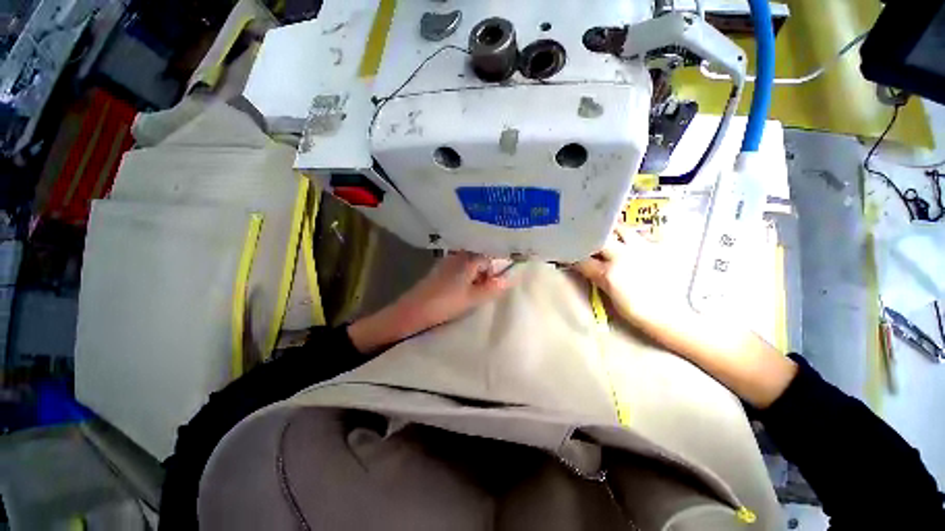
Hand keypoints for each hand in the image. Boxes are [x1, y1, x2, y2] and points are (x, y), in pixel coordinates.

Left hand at [348, 252, 512, 353]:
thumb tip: (509, 279)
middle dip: (487, 271)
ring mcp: (447, 261)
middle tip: (489, 287)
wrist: (413, 310)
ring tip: (477, 291)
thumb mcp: (473, 298)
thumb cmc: (446, 303)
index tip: (499, 281)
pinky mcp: (439, 270)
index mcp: (468, 259)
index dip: (496, 268)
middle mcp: (458, 255)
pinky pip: (459, 268)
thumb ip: (493, 288)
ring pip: (469, 263)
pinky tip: (464, 289)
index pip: (489, 256)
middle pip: (479, 258)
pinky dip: (466, 276)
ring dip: (476, 274)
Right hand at [575, 225, 795, 408]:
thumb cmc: (648, 316)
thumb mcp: (616, 302)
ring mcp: (643, 249)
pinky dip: (632, 233)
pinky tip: (631, 238)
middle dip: (588, 236)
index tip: (564, 252)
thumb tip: (589, 270)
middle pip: (599, 237)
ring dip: (610, 230)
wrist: (687, 317)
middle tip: (583, 236)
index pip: (582, 259)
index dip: (571, 255)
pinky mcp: (660, 247)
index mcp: (610, 274)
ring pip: (621, 229)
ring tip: (605, 232)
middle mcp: (623, 256)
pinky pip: (642, 233)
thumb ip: (600, 281)